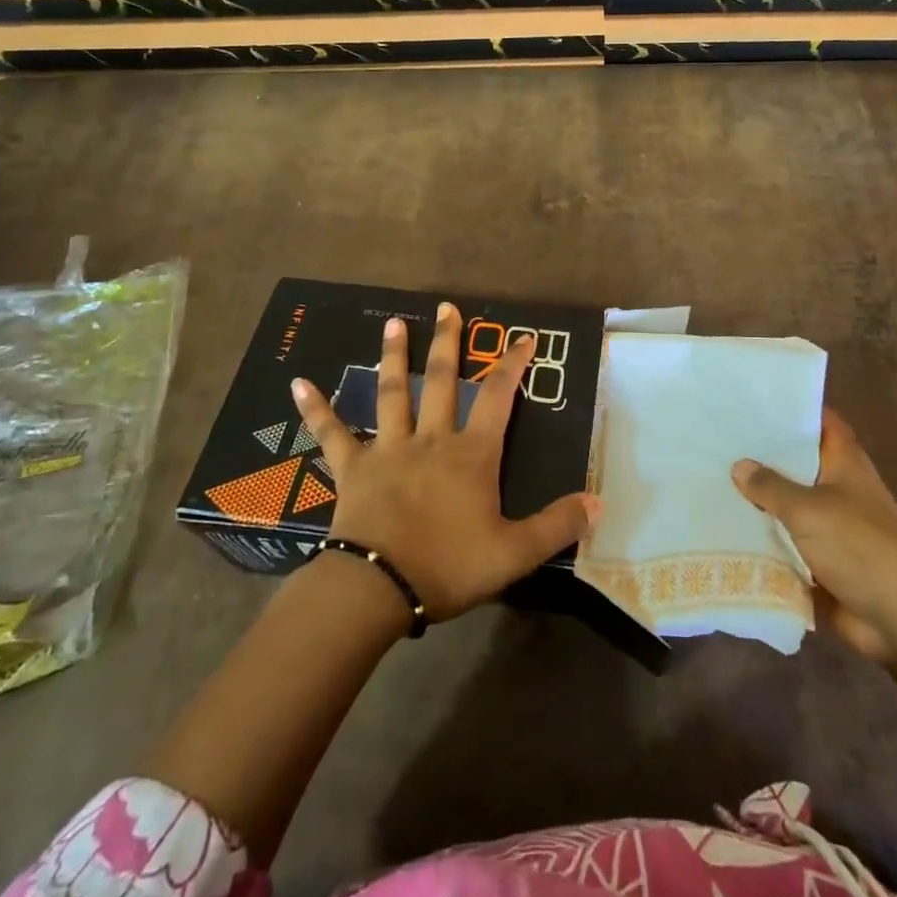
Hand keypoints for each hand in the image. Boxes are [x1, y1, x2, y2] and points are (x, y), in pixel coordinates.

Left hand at [291, 302, 598, 622]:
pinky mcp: (353, 468)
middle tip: (447, 308)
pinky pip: (333, 433)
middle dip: (447, 342)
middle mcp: (431, 439)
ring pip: (392, 393)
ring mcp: (388, 449)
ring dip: (393, 357)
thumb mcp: (514, 553)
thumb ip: (557, 525)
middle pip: (440, 381)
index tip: (523, 337)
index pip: (497, 397)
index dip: (512, 365)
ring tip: (392, 323)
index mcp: (471, 454)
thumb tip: (598, 501)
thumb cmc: (448, 566)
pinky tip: (298, 383)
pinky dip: (317, 408)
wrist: (377, 589)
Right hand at [733, 407, 896, 665]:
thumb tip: (739, 465)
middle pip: (796, 461)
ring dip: (757, 498)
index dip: (791, 408)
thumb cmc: (859, 547)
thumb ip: (771, 486)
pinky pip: (783, 540)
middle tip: (716, 438)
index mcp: (845, 462)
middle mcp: (837, 486)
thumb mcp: (809, 509)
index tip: (752, 398)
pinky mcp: (819, 558)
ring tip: (709, 477)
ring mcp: (829, 524)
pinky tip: (722, 526)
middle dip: (762, 453)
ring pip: (786, 502)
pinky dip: (760, 536)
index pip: (819, 421)